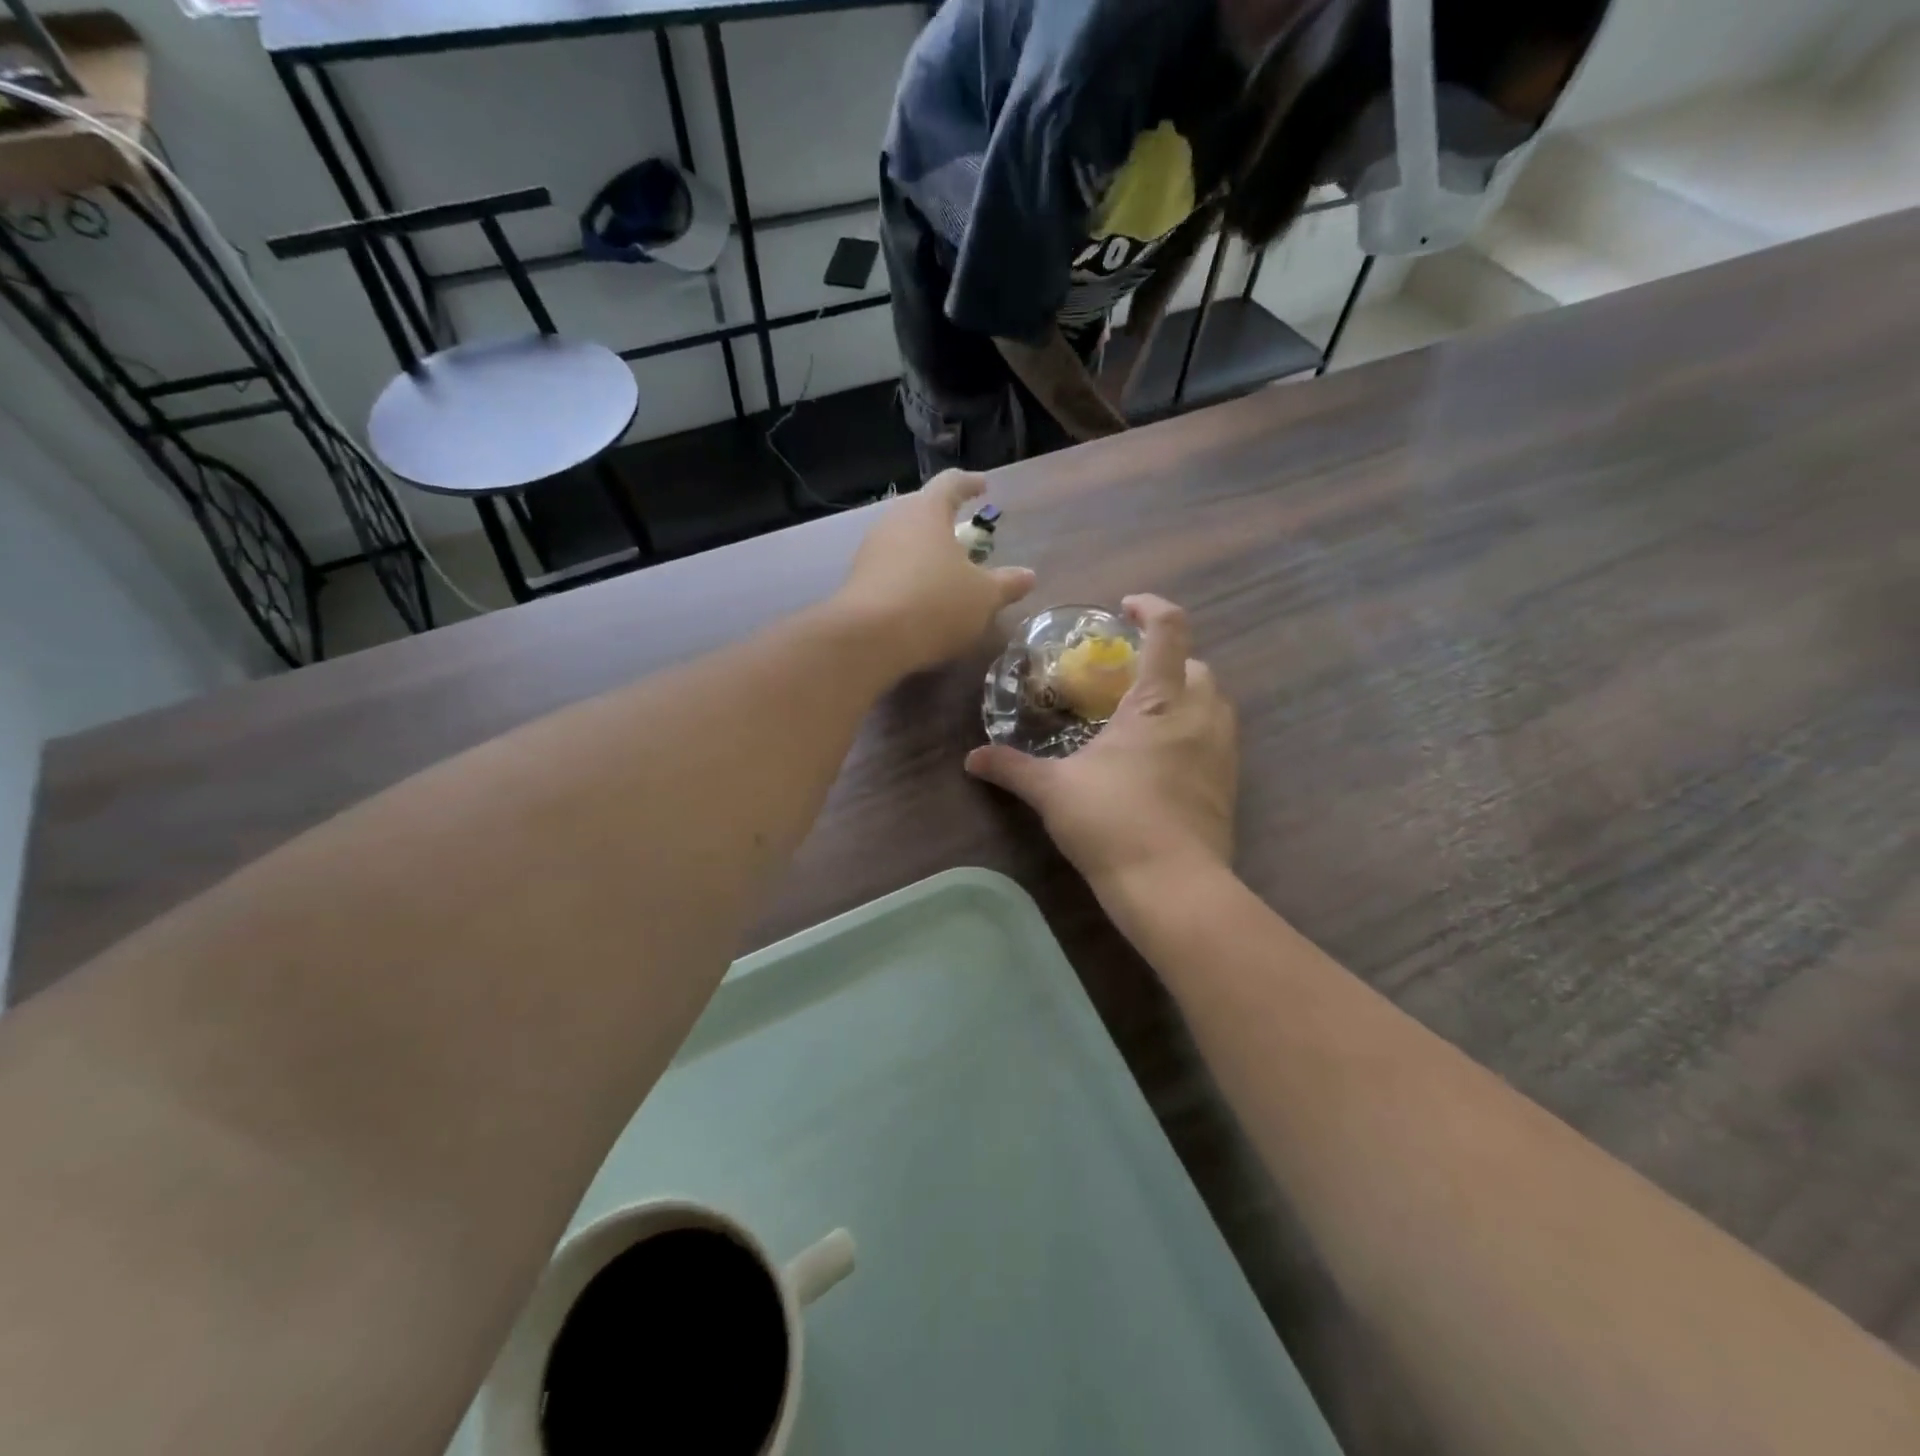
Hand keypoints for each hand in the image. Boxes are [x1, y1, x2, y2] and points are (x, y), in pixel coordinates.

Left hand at [835, 471, 1035, 674]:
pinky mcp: (857, 581)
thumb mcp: (983, 597)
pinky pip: (890, 568)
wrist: (869, 639)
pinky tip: (920, 596)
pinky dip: (908, 575)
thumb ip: (1006, 584)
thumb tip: (1028, 576)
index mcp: (928, 511)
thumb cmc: (935, 603)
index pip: (951, 483)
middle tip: (963, 532)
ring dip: (924, 550)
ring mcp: (871, 551)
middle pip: (922, 510)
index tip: (983, 486)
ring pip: (903, 540)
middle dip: (943, 519)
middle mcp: (894, 521)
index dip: (969, 483)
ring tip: (944, 568)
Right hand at [965, 595, 1237, 886]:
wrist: (1171, 886)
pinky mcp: (1229, 785)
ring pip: (1215, 702)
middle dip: (1168, 659)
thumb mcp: (1053, 791)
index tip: (1127, 608)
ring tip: (1147, 715)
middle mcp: (1199, 716)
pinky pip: (1218, 739)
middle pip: (1199, 665)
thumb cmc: (1112, 822)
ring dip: (1187, 694)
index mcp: (1159, 702)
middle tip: (1130, 676)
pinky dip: (1195, 731)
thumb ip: (1012, 768)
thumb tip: (972, 758)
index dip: (1152, 608)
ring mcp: (1222, 752)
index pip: (1169, 632)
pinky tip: (1163, 758)